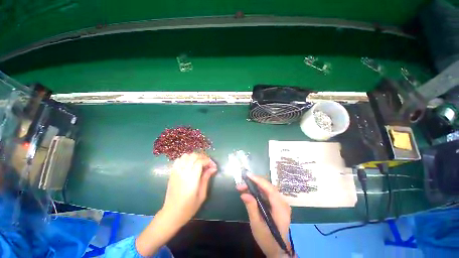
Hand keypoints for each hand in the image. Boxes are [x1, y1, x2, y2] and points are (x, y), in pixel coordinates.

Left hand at [136, 153, 216, 255]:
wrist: (171, 214)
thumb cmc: (189, 207)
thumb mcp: (202, 195)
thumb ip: (206, 179)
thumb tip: (213, 168)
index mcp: (191, 178)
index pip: (200, 162)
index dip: (208, 161)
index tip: (213, 166)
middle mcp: (183, 172)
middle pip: (193, 156)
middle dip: (203, 157)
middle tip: (208, 163)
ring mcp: (176, 172)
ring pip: (186, 155)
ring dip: (194, 157)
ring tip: (199, 163)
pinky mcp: (172, 173)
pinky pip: (178, 160)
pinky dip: (185, 159)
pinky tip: (189, 164)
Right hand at [236, 173, 291, 257]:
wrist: (277, 250)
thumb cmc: (267, 240)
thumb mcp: (257, 225)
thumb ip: (251, 208)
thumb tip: (243, 194)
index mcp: (280, 209)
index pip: (270, 189)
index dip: (259, 181)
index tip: (248, 175)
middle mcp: (283, 203)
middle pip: (268, 187)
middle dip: (254, 183)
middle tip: (241, 184)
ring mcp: (281, 203)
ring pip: (267, 189)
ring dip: (255, 186)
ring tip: (242, 187)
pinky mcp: (277, 204)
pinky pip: (267, 193)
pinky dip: (258, 191)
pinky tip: (249, 192)